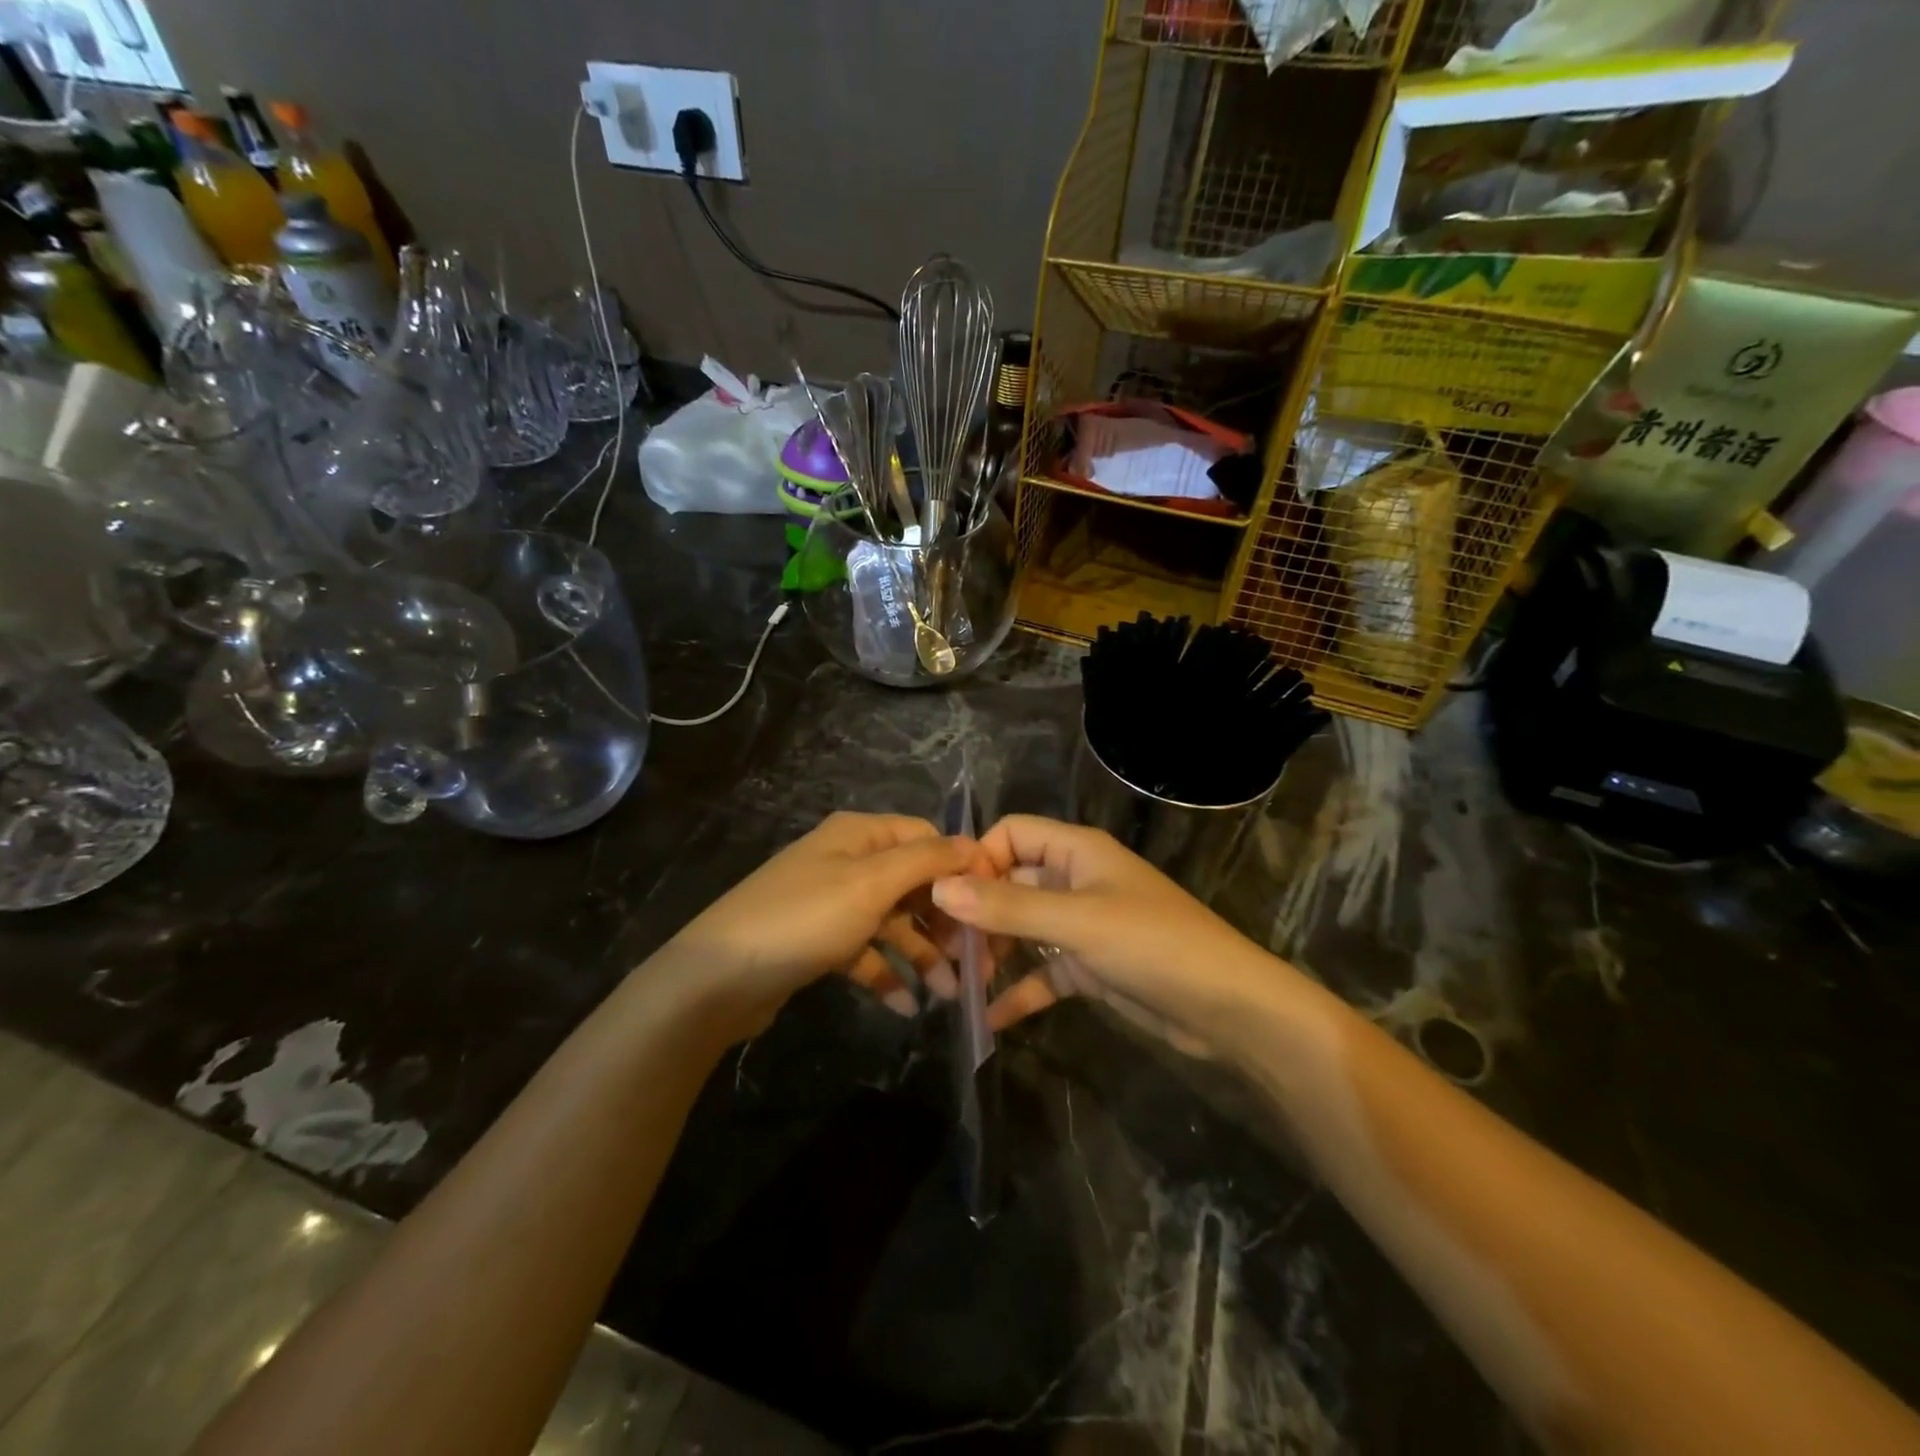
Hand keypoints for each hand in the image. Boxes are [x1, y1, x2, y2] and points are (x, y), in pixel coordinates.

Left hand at [672, 811, 978, 1031]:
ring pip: (892, 922)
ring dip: (922, 955)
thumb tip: (972, 844)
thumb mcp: (869, 884)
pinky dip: (886, 974)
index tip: (991, 907)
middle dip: (944, 920)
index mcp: (859, 835)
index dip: (959, 868)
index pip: (926, 838)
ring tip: (950, 995)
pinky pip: (865, 952)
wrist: (716, 979)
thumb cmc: (802, 920)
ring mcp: (831, 902)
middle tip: (976, 962)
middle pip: (912, 883)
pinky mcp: (819, 941)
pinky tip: (905, 1006)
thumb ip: (924, 861)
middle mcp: (847, 860)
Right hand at [932, 815, 1277, 1048]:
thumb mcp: (1078, 922)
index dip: (978, 859)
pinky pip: (1043, 972)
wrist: (1228, 1008)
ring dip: (993, 952)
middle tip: (943, 950)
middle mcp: (1075, 880)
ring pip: (1023, 928)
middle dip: (977, 912)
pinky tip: (990, 1019)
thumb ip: (1009, 907)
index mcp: (1076, 851)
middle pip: (1011, 882)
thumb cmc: (1153, 945)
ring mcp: (1082, 925)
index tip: (948, 900)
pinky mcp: (1090, 967)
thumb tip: (939, 888)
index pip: (1012, 834)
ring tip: (960, 984)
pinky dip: (1019, 991)